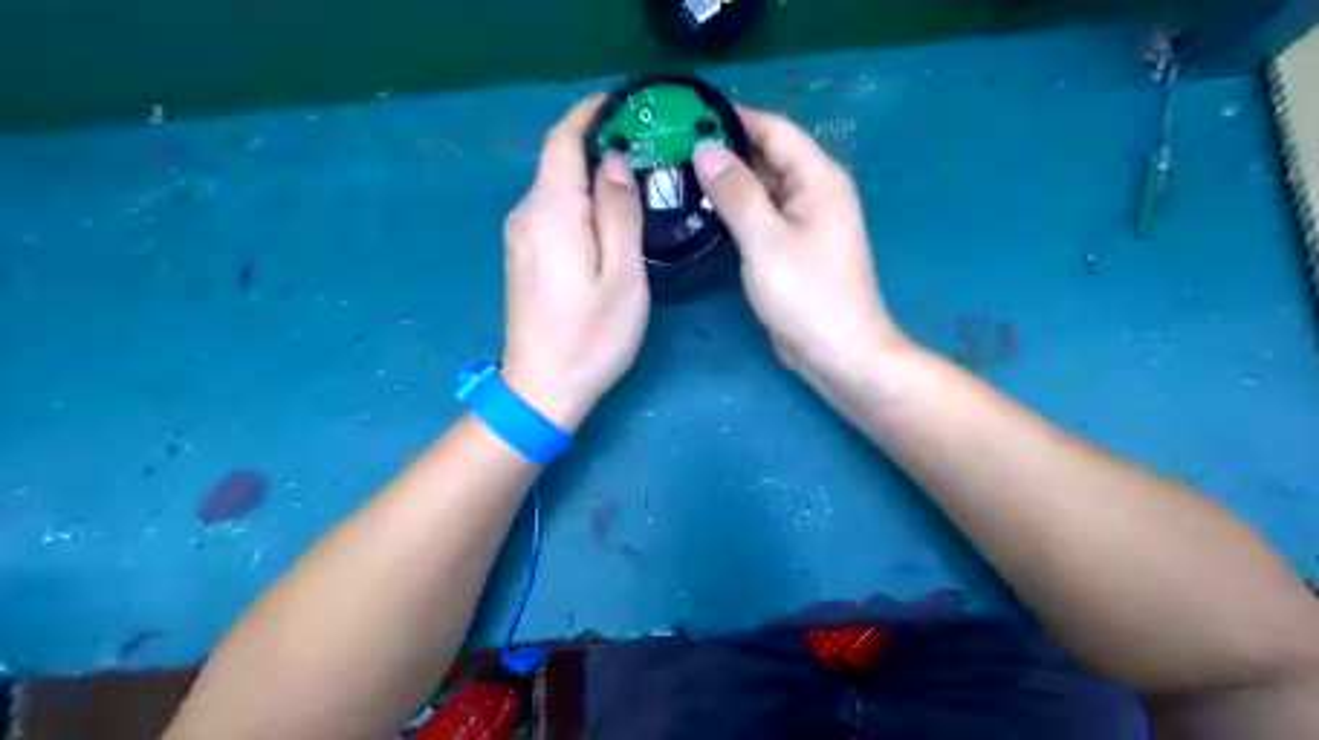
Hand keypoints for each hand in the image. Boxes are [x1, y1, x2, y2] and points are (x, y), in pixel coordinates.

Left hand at [503, 97, 649, 433]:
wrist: (542, 389)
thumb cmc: (591, 337)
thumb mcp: (622, 275)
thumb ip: (618, 212)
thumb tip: (614, 162)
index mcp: (550, 211)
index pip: (562, 139)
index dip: (591, 113)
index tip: (627, 105)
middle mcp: (526, 214)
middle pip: (558, 161)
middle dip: (598, 144)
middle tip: (648, 148)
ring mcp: (520, 237)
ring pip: (556, 187)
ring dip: (591, 175)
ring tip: (636, 180)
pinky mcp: (524, 256)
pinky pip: (552, 211)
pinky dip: (580, 201)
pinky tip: (608, 217)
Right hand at [693, 109, 909, 386]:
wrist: (837, 351)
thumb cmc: (806, 293)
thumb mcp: (766, 240)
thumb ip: (736, 192)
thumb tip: (705, 148)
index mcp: (818, 178)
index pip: (775, 130)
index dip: (735, 118)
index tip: (689, 114)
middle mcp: (813, 193)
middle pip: (767, 157)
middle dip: (725, 150)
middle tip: (672, 147)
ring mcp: (802, 222)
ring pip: (761, 188)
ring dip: (726, 181)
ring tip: (677, 173)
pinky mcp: (790, 248)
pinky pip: (760, 216)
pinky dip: (734, 210)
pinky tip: (701, 210)